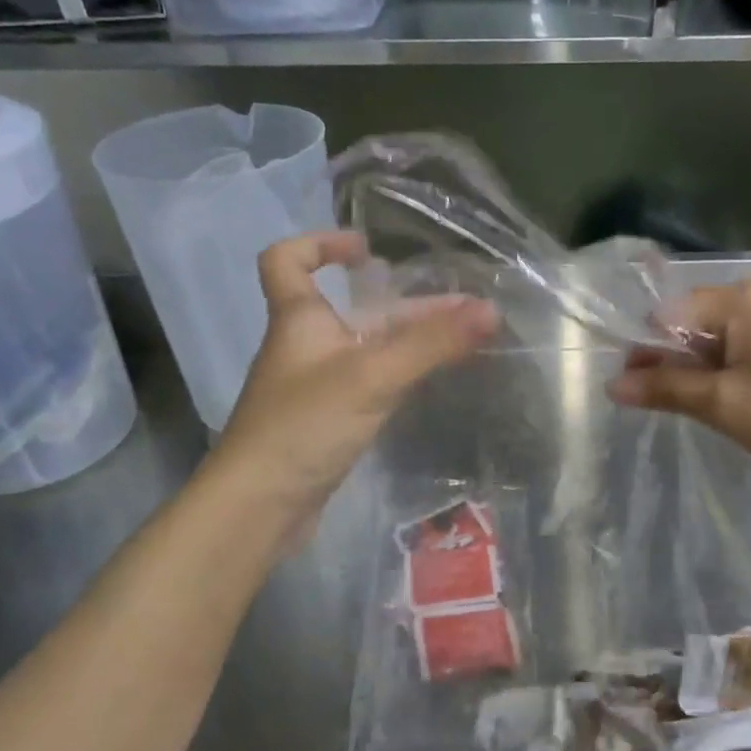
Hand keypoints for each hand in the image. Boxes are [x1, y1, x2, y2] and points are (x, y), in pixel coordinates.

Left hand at [204, 232, 497, 553]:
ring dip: (412, 340)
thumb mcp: (372, 377)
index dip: (320, 243)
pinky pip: (370, 383)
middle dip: (409, 306)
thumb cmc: (304, 425)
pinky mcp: (328, 421)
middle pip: (355, 310)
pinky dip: (402, 374)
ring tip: (465, 340)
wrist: (259, 506)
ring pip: (367, 349)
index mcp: (299, 320)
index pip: (287, 260)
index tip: (367, 251)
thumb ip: (431, 344)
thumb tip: (490, 310)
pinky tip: (433, 379)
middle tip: (465, 310)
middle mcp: (306, 346)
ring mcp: (317, 386)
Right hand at [607, 278, 750, 497]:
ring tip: (710, 411)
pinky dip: (735, 370)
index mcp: (742, 297)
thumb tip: (612, 385)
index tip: (642, 393)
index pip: (669, 313)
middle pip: (696, 321)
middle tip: (674, 407)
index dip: (649, 352)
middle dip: (677, 361)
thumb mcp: (724, 406)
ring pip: (724, 336)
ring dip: (706, 370)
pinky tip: (744, 403)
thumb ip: (665, 389)